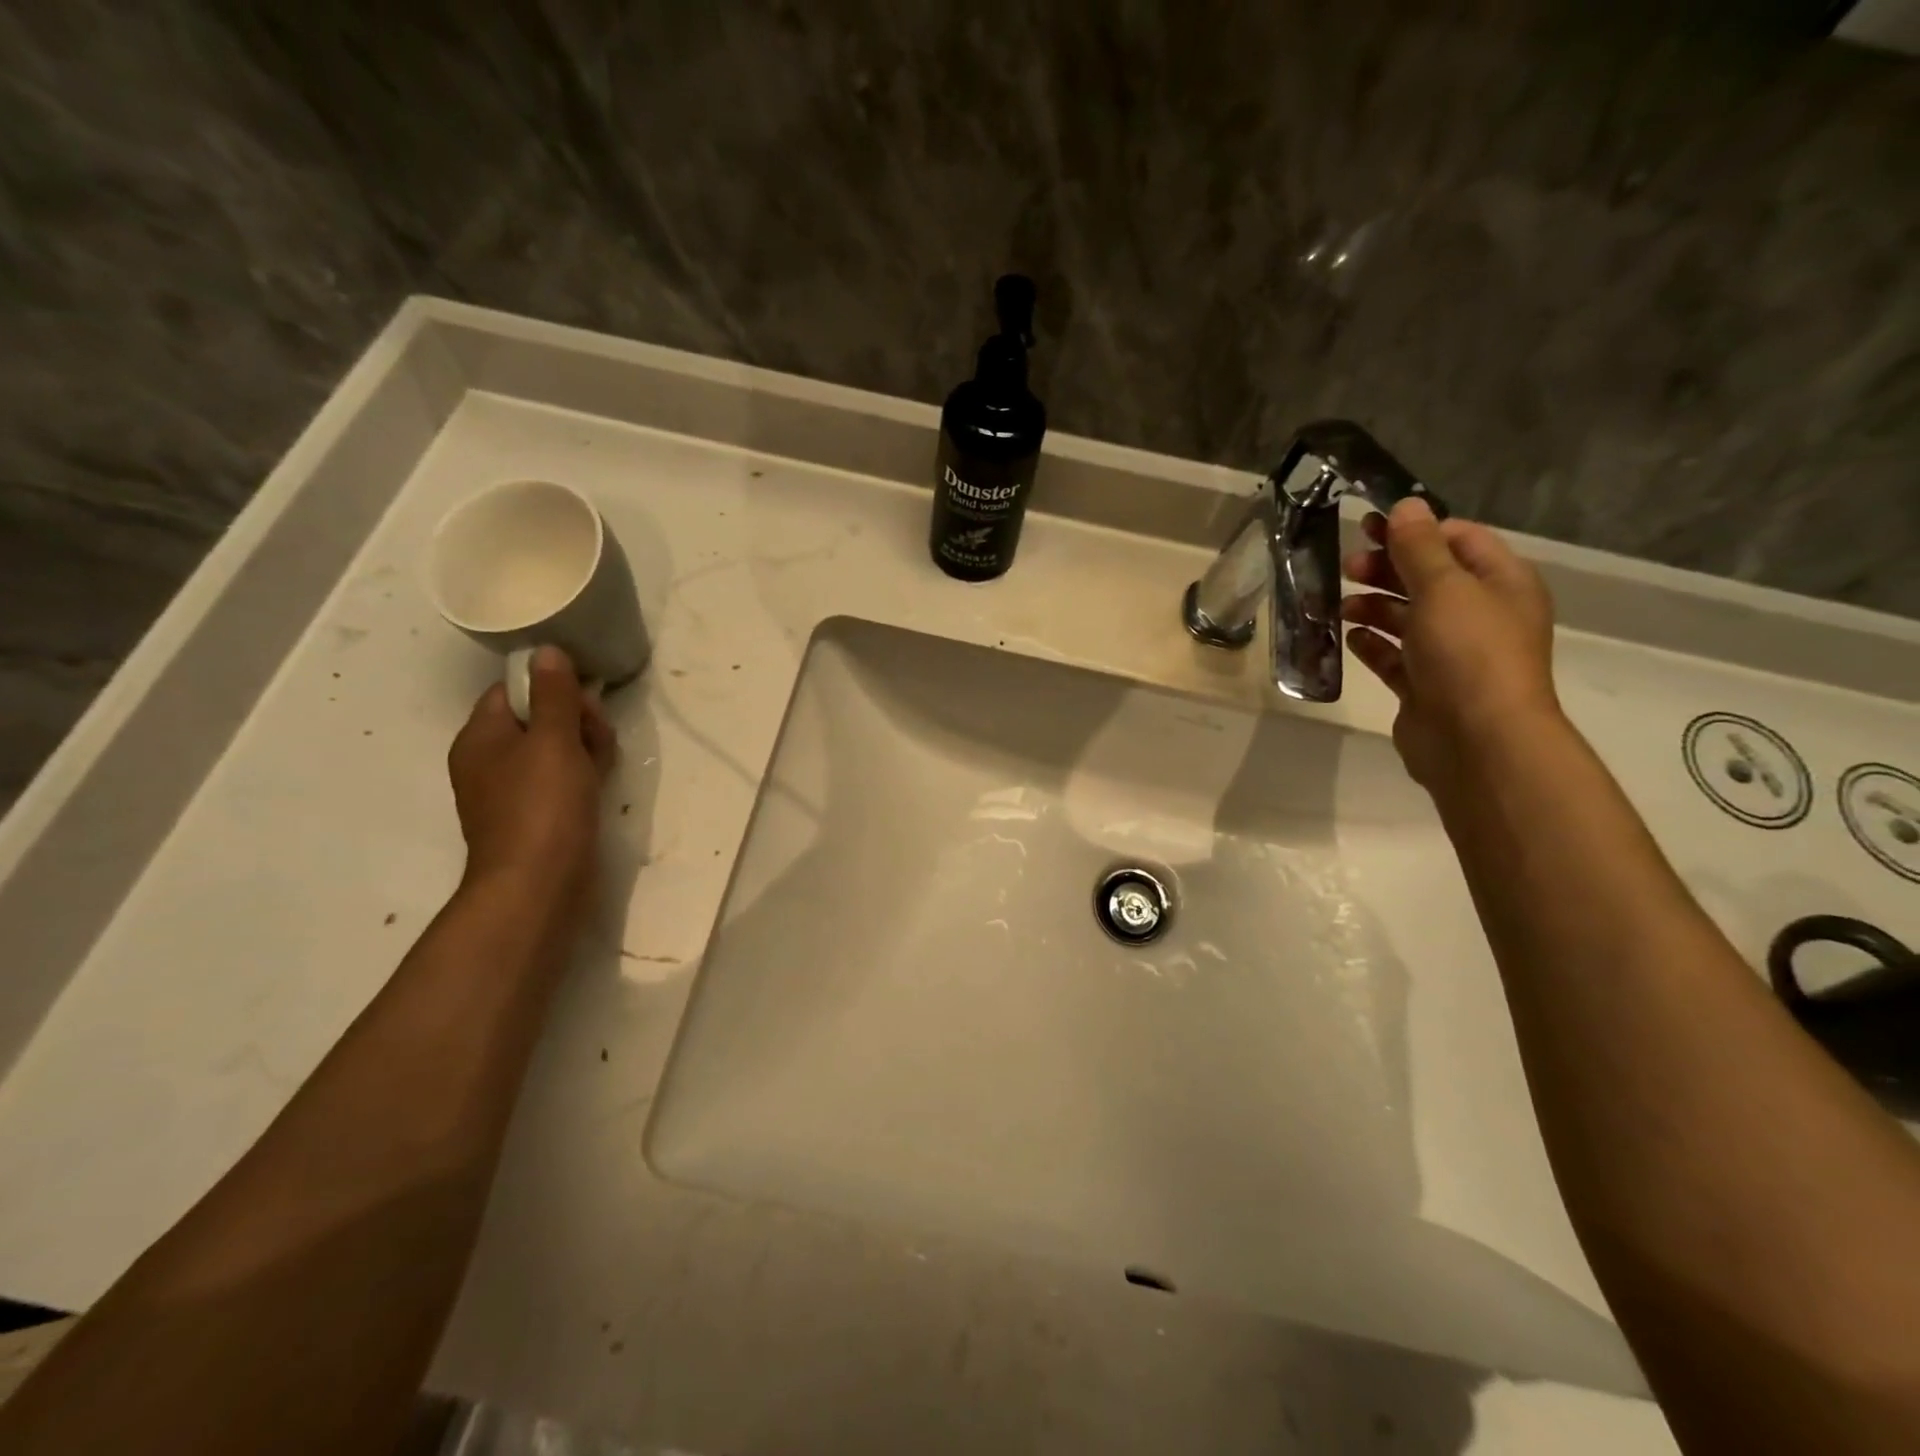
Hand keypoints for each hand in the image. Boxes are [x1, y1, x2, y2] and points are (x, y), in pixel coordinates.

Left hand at [447, 646, 616, 913]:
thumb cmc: (542, 806)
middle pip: (538, 719)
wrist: (539, 885)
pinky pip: (561, 780)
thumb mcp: (553, 741)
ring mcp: (514, 792)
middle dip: (574, 719)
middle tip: (598, 734)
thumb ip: (555, 694)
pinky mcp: (539, 816)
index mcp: (481, 738)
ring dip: (584, 746)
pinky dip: (582, 774)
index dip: (551, 687)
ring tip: (605, 759)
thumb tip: (546, 650)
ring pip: (555, 750)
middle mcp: (491, 761)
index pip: (514, 691)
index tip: (584, 696)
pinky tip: (602, 779)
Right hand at [1340, 498, 1559, 787]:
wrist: (1477, 740)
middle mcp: (1480, 615)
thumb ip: (1420, 547)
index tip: (1370, 528)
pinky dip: (1371, 643)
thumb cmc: (1468, 653)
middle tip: (1347, 566)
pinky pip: (1394, 656)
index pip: (1459, 539)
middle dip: (1388, 568)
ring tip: (1339, 605)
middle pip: (1428, 578)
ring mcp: (1452, 654)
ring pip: (1407, 618)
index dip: (1415, 530)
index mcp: (1500, 583)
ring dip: (1373, 606)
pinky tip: (1348, 636)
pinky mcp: (1425, 687)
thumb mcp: (1444, 588)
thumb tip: (1406, 505)